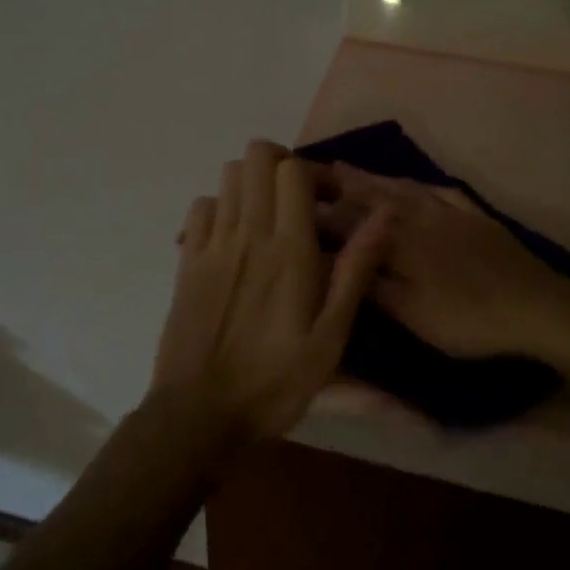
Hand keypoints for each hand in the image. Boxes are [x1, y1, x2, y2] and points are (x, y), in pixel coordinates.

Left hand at [149, 141, 391, 447]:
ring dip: (254, 183)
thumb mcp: (331, 336)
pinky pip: (201, 206)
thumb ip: (355, 270)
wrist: (200, 413)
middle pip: (257, 156)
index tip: (331, 203)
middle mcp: (246, 233)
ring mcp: (210, 244)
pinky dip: (222, 206)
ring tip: (270, 217)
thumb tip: (383, 215)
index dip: (316, 173)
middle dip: (283, 165)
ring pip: (228, 175)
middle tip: (301, 201)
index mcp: (288, 249)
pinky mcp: (186, 260)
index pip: (293, 170)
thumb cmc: (275, 381)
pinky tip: (235, 238)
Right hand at [316, 164, 569, 361]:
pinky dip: (418, 183)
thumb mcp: (411, 313)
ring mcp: (449, 212)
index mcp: (398, 241)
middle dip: (342, 184)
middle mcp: (418, 217)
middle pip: (373, 196)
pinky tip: (412, 182)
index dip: (323, 214)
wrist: (535, 306)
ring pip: (403, 189)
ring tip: (350, 169)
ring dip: (374, 178)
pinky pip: (438, 190)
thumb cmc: (466, 318)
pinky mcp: (475, 216)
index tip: (296, 204)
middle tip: (315, 172)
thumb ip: (371, 285)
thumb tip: (332, 262)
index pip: (351, 221)